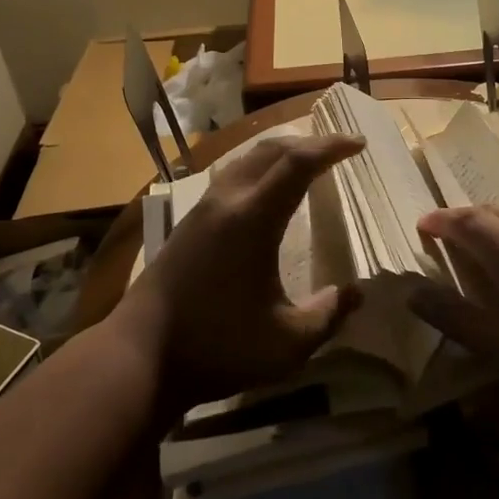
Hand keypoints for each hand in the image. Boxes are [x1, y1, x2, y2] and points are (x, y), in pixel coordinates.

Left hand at [115, 133, 365, 411]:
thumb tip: (357, 293)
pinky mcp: (188, 222)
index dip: (331, 147)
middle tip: (340, 149)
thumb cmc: (218, 347)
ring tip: (308, 162)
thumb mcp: (287, 344)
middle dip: (309, 142)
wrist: (139, 356)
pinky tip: (267, 192)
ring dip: (281, 153)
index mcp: (253, 219)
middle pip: (271, 150)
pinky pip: (231, 176)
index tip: (358, 144)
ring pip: (246, 160)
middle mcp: (227, 201)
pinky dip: (259, 169)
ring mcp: (202, 209)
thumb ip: (329, 315)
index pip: (297, 163)